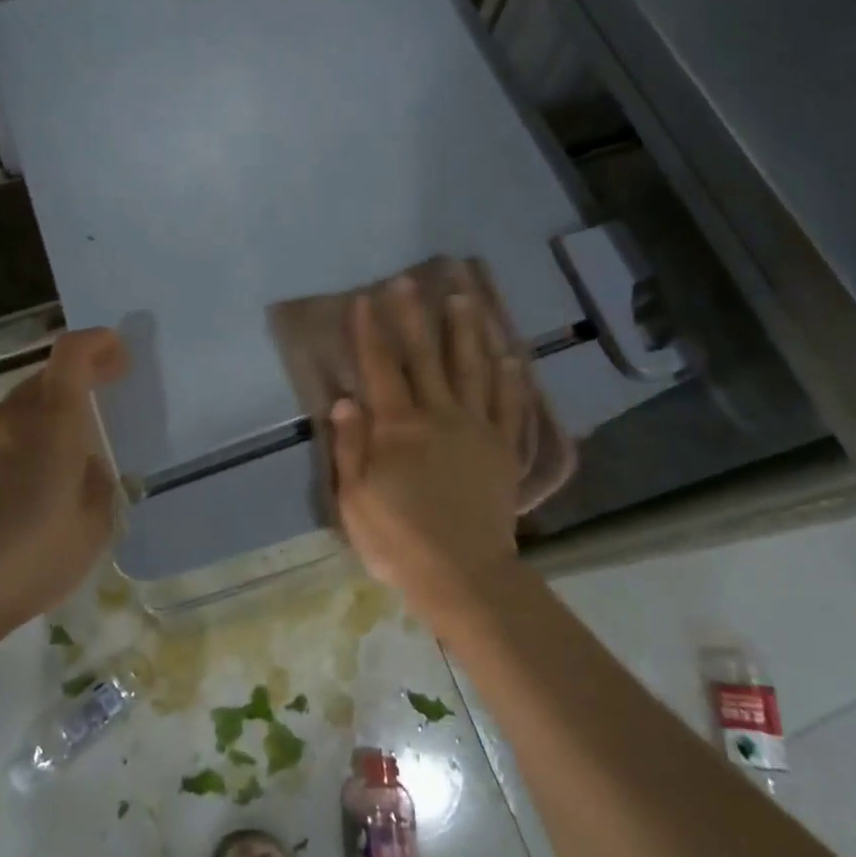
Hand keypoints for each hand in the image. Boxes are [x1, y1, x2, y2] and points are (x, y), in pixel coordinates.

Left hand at [0, 328, 128, 659]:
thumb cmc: (32, 555)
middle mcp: (10, 414)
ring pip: (16, 407)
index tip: (117, 356)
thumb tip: (86, 466)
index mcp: (53, 421)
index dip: (97, 343)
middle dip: (76, 383)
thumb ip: (98, 483)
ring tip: (54, 460)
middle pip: (46, 377)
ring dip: (42, 417)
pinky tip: (16, 484)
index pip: (72, 353)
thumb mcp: (94, 526)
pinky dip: (12, 442)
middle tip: (96, 412)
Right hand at [329, 277, 527, 627]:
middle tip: (409, 281)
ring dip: (466, 331)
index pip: (380, 368)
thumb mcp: (355, 500)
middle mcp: (439, 416)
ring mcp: (476, 428)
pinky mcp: (503, 448)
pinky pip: (509, 404)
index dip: (370, 332)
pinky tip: (510, 353)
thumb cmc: (399, 541)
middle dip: (413, 316)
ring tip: (465, 297)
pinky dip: (509, 376)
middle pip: (425, 357)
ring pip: (472, 368)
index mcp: (398, 428)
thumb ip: (351, 446)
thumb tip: (345, 399)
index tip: (364, 299)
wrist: (464, 575)